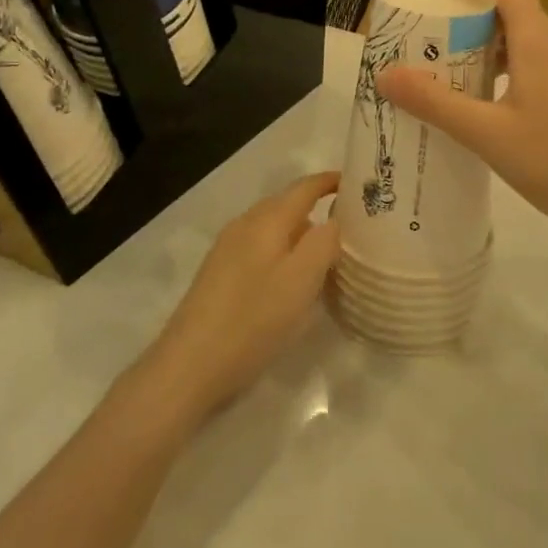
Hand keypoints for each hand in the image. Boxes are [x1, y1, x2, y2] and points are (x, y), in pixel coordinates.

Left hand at [143, 172, 340, 424]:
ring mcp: (227, 249)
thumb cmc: (253, 319)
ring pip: (272, 228)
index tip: (357, 183)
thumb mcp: (301, 281)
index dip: (329, 182)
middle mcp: (244, 225)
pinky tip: (291, 280)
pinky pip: (259, 248)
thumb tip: (332, 221)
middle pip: (286, 205)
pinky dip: (282, 252)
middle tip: (349, 225)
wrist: (190, 365)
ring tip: (326, 254)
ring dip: (299, 233)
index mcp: (266, 220)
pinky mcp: (219, 274)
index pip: (303, 188)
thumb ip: (323, 243)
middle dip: (316, 208)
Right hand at [375, 0, 547, 242]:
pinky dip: (512, 64)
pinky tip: (493, 100)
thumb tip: (386, 75)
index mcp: (541, 44)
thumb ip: (434, 103)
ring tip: (457, 66)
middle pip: (519, 11)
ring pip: (531, 39)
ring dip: (494, 43)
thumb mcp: (485, 134)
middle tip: (437, 31)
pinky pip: (543, 62)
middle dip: (476, 13)